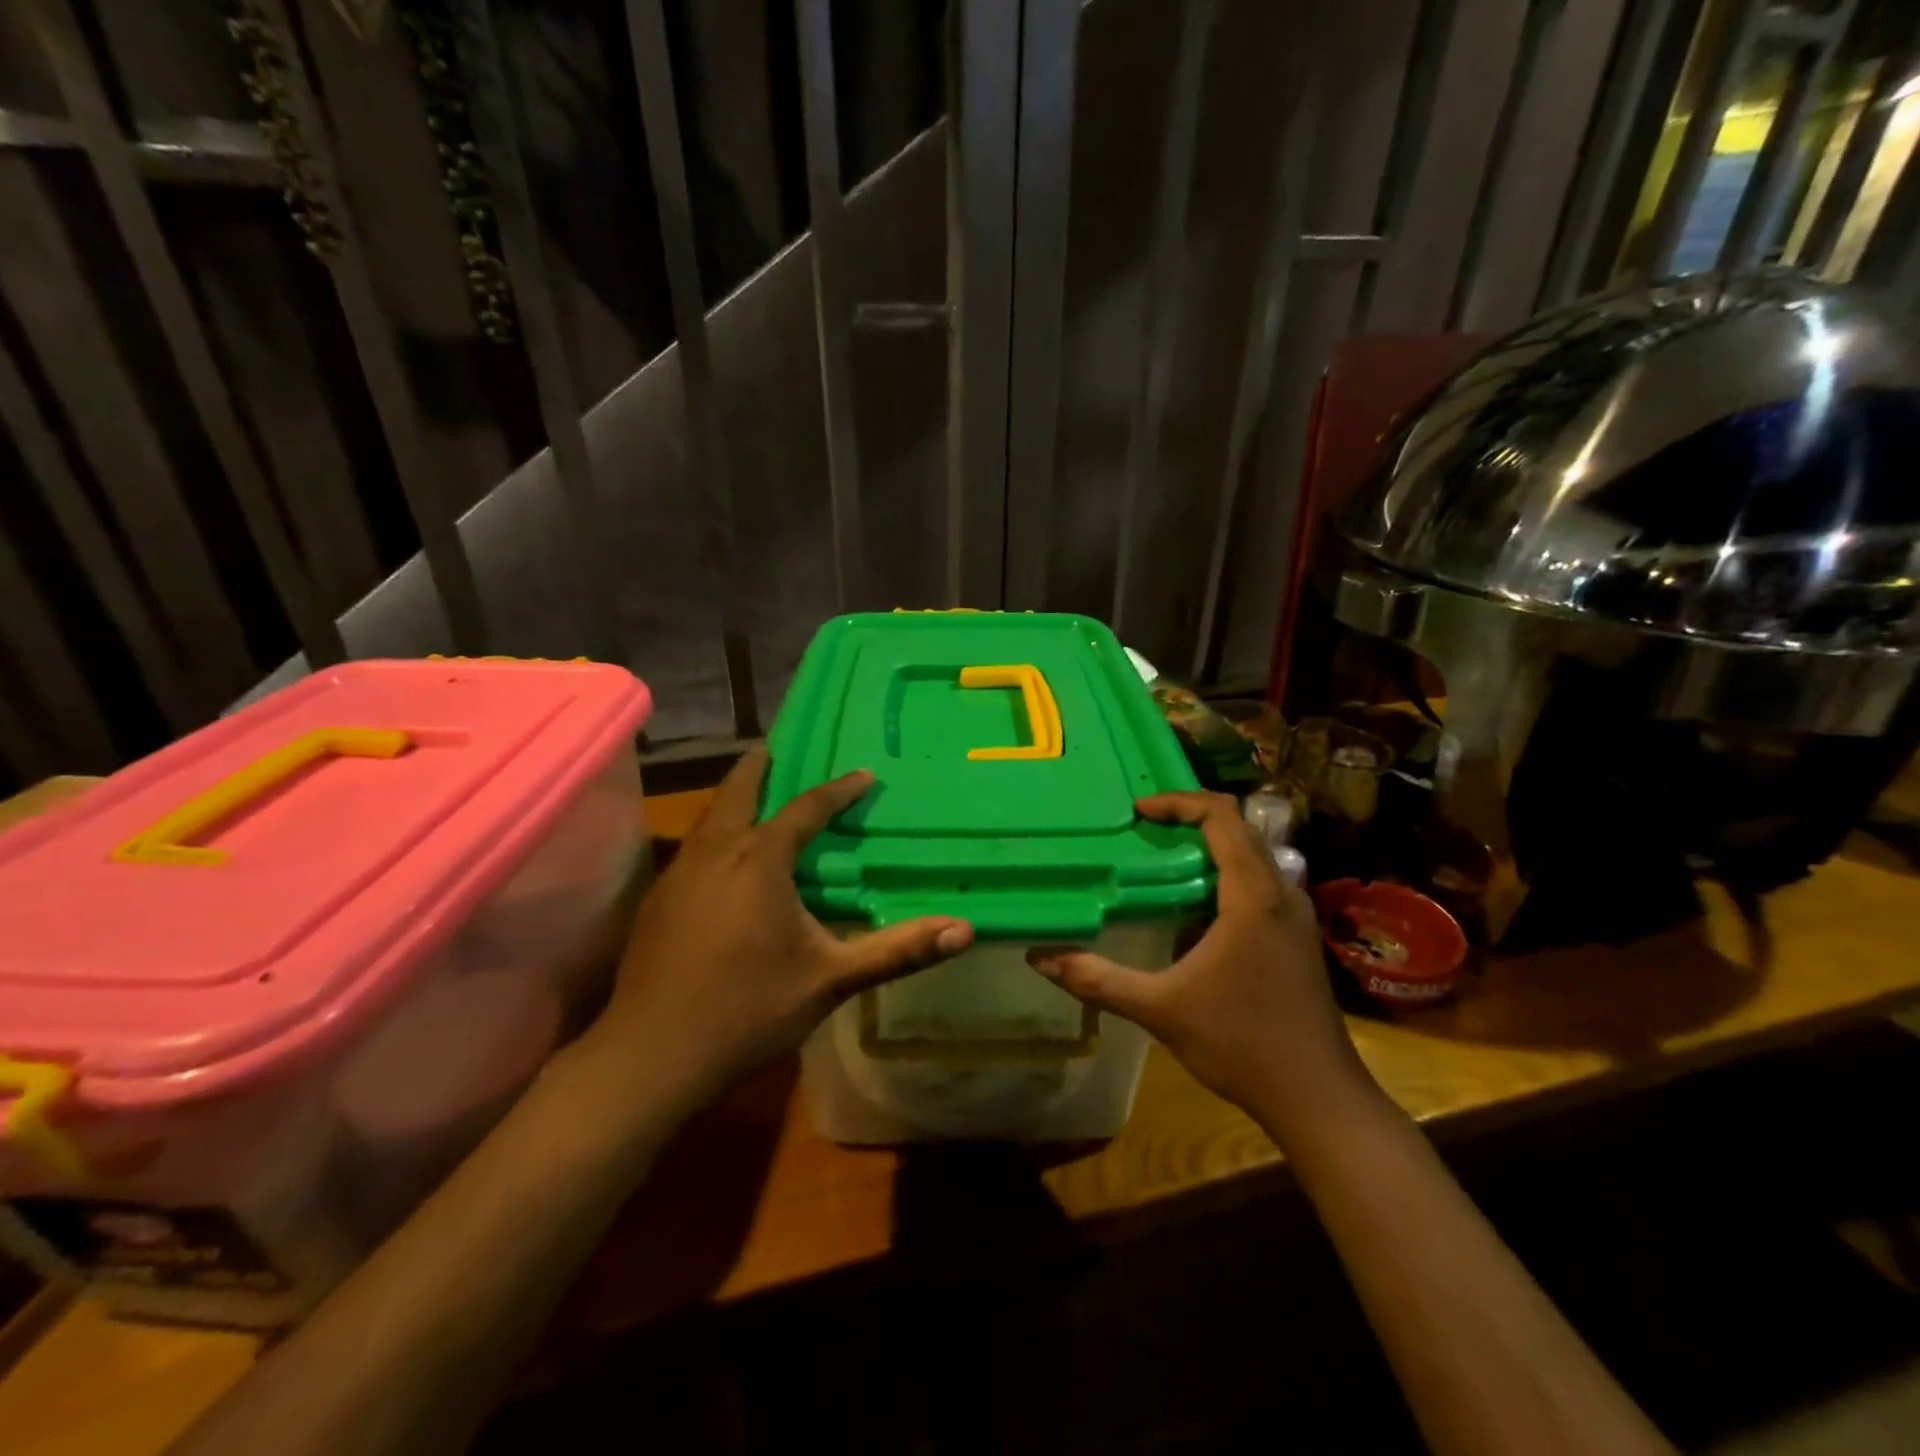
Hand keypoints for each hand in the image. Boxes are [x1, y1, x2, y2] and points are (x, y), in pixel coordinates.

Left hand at [575, 749, 973, 1118]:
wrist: (652, 1055)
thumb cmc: (749, 1009)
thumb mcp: (831, 979)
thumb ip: (897, 951)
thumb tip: (964, 931)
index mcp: (760, 860)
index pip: (806, 809)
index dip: (838, 790)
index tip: (864, 775)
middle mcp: (716, 852)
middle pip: (738, 792)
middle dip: (760, 767)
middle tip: (778, 748)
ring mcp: (679, 874)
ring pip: (711, 818)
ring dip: (735, 799)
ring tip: (756, 794)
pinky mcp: (658, 901)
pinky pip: (695, 847)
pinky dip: (717, 832)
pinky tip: (724, 859)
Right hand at [1028, 792, 1375, 1143]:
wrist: (1319, 1098)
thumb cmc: (1242, 1044)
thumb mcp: (1160, 1010)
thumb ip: (1098, 980)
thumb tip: (1039, 957)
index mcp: (1253, 895)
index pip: (1222, 816)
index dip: (1179, 802)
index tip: (1138, 811)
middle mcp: (1282, 893)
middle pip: (1240, 828)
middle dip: (1191, 819)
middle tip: (1143, 832)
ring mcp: (1296, 916)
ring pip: (1254, 856)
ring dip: (1211, 847)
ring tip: (1163, 861)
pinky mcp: (1299, 938)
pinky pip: (1261, 883)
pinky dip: (1226, 875)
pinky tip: (1194, 909)